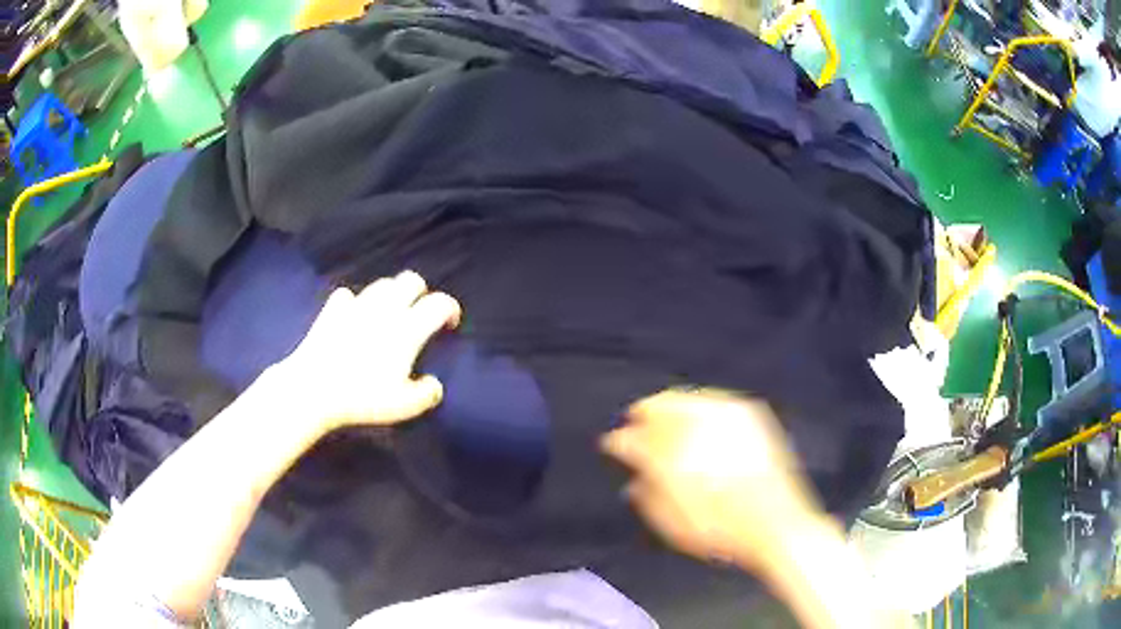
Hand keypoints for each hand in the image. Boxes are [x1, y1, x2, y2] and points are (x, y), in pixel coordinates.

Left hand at [275, 270, 460, 432]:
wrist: (313, 388)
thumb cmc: (362, 398)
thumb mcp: (403, 406)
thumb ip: (426, 394)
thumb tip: (435, 385)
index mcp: (407, 329)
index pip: (438, 303)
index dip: (450, 309)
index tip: (449, 324)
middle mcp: (385, 309)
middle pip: (410, 280)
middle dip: (420, 292)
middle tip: (419, 313)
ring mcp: (356, 306)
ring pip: (381, 284)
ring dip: (391, 294)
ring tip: (389, 314)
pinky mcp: (331, 310)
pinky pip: (347, 295)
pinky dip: (354, 302)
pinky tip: (353, 316)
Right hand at [601, 389, 827, 570]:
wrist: (775, 523)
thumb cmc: (719, 531)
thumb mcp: (672, 524)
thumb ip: (647, 495)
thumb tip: (634, 479)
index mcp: (670, 455)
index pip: (632, 439)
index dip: (619, 442)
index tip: (613, 446)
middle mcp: (696, 426)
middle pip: (657, 407)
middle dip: (643, 415)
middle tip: (634, 424)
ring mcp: (725, 415)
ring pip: (685, 398)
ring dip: (668, 407)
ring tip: (661, 418)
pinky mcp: (749, 413)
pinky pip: (713, 400)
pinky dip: (698, 405)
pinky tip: (697, 417)